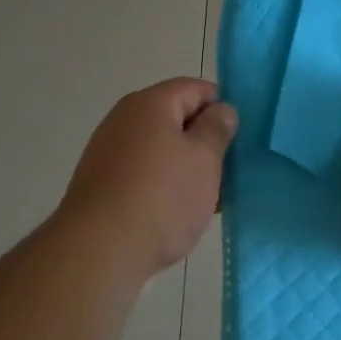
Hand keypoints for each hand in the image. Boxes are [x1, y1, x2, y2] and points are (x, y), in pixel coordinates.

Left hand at [59, 78, 237, 278]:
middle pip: (175, 119)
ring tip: (210, 198)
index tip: (241, 137)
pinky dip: (163, 186)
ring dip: (186, 168)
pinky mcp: (102, 184)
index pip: (195, 88)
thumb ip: (216, 129)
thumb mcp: (204, 160)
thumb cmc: (161, 198)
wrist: (99, 250)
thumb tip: (220, 110)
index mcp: (149, 103)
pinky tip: (178, 214)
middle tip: (230, 170)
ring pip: (160, 150)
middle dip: (204, 142)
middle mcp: (124, 120)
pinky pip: (143, 174)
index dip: (221, 107)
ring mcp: (108, 152)